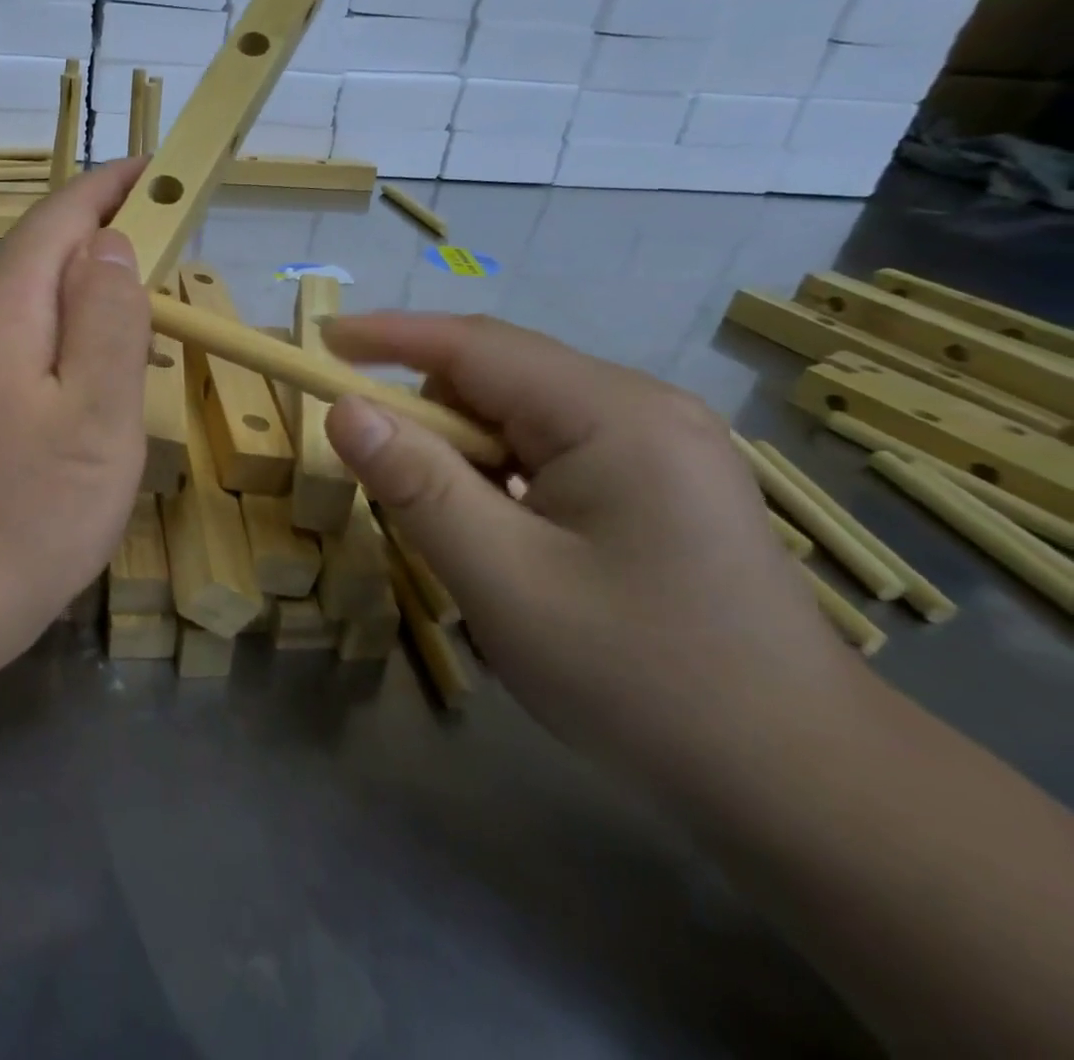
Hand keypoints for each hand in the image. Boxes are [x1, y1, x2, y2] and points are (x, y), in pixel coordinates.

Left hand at [0, 161, 151, 653]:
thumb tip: (112, 245)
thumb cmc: (24, 511)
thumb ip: (108, 318)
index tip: (162, 172)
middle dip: (109, 242)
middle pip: (45, 252)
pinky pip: (20, 339)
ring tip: (148, 320)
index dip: (114, 188)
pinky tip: (95, 377)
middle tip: (175, 258)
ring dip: (90, 295)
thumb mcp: (95, 414)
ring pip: (34, 299)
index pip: (63, 216)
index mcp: (3, 303)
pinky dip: (65, 336)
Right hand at [322, 313, 858, 794]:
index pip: (476, 346)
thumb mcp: (505, 581)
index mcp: (614, 413)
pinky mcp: (655, 482)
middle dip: (423, 408)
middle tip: (369, 460)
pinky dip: (496, 474)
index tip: (320, 340)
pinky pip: (547, 450)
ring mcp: (655, 445)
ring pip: (519, 416)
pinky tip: (498, 531)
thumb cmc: (642, 678)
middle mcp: (640, 408)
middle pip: (499, 377)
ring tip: (440, 517)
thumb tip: (345, 410)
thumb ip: (417, 486)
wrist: (798, 783)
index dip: (389, 335)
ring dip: (460, 450)